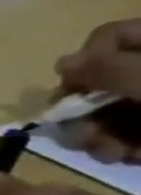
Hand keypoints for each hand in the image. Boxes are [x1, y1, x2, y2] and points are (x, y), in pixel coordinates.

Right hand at [55, 20, 140, 163]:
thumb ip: (106, 66)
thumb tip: (62, 64)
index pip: (107, 37)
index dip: (85, 62)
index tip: (78, 89)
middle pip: (101, 81)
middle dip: (85, 114)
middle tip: (87, 137)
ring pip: (111, 111)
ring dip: (100, 138)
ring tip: (113, 154)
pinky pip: (132, 131)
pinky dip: (125, 147)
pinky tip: (133, 157)